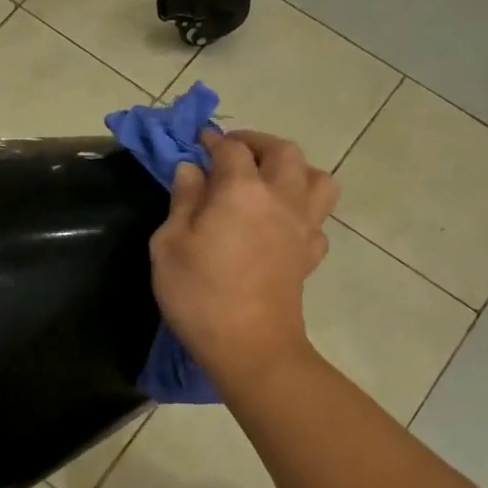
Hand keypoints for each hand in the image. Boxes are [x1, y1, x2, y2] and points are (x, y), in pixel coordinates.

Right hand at [149, 130, 336, 388]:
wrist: (250, 347)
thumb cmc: (199, 294)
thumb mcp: (170, 245)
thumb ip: (183, 200)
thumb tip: (191, 169)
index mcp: (242, 190)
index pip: (231, 148)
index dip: (213, 140)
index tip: (198, 141)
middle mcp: (280, 198)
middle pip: (283, 151)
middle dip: (258, 143)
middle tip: (234, 152)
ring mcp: (303, 226)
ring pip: (317, 177)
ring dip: (295, 169)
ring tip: (270, 179)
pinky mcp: (311, 254)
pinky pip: (318, 219)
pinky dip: (303, 210)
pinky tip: (283, 223)